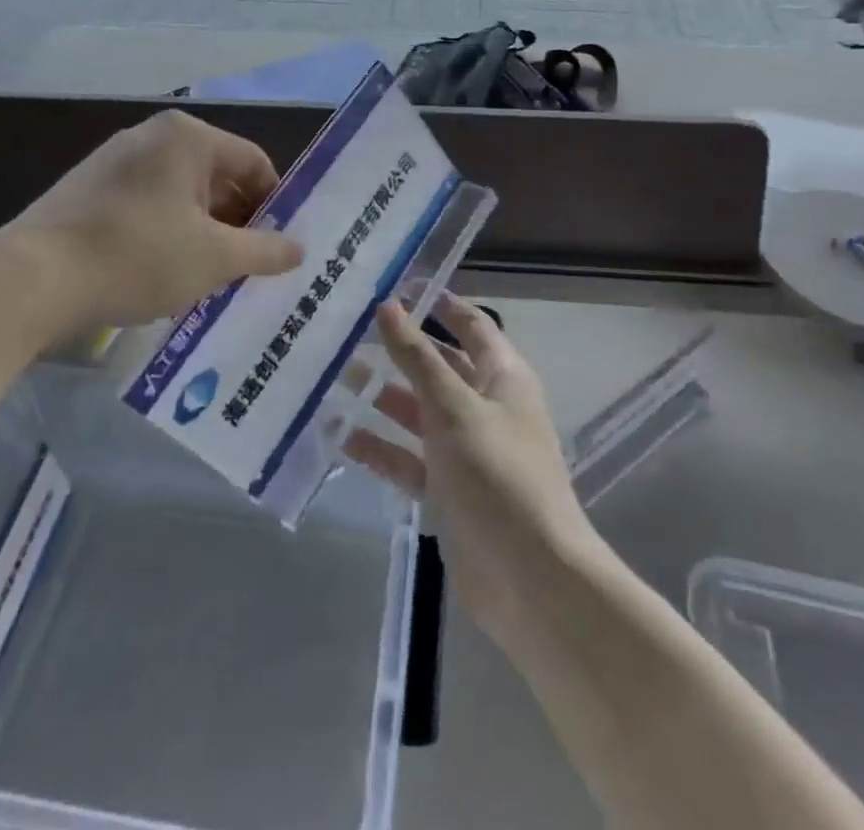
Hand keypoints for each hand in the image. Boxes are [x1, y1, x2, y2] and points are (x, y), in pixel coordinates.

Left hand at [0, 110, 302, 329]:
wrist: (31, 280)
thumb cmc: (138, 255)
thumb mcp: (215, 258)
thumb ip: (265, 250)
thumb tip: (299, 248)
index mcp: (188, 137)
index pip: (253, 162)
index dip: (275, 204)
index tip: (280, 246)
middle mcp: (152, 136)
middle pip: (216, 177)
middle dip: (237, 221)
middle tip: (249, 266)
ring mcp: (114, 161)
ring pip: (181, 194)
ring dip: (203, 231)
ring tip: (209, 275)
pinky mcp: (88, 189)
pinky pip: (147, 205)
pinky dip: (167, 232)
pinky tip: (163, 272)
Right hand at [343, 295, 597, 647]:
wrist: (530, 578)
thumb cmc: (497, 474)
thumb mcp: (453, 407)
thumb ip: (417, 357)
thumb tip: (388, 305)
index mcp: (502, 378)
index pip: (472, 327)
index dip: (440, 305)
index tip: (398, 286)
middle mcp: (484, 407)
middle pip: (437, 368)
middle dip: (398, 352)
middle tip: (347, 333)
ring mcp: (465, 451)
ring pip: (417, 413)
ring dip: (381, 398)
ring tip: (332, 378)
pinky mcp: (447, 490)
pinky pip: (408, 459)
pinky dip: (379, 448)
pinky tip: (339, 436)